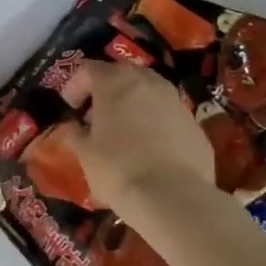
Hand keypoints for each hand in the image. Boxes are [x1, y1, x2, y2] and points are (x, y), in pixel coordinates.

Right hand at [58, 60, 214, 218]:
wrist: (172, 196)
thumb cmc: (117, 169)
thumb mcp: (85, 154)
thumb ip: (75, 134)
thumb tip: (72, 128)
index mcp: (115, 83)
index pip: (88, 69)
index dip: (75, 85)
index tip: (70, 108)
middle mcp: (148, 82)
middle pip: (122, 74)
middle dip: (106, 90)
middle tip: (95, 116)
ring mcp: (176, 101)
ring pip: (149, 92)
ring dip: (133, 104)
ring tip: (123, 130)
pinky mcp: (195, 124)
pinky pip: (168, 115)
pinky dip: (155, 123)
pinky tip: (149, 149)